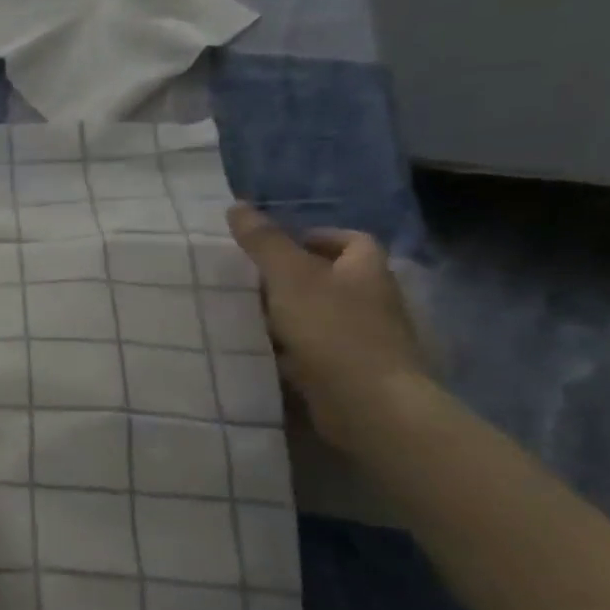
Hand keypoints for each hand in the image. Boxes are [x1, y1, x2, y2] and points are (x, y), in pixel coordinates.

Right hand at [227, 203, 431, 448]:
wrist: (367, 404)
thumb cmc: (332, 329)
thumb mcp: (289, 276)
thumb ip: (264, 242)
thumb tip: (237, 205)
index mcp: (367, 271)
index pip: (352, 241)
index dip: (318, 237)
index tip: (279, 247)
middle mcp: (373, 301)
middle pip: (334, 279)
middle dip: (294, 278)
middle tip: (252, 280)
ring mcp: (365, 340)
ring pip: (321, 316)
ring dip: (289, 315)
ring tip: (248, 316)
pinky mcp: (352, 373)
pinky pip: (316, 351)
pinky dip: (291, 350)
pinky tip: (263, 352)